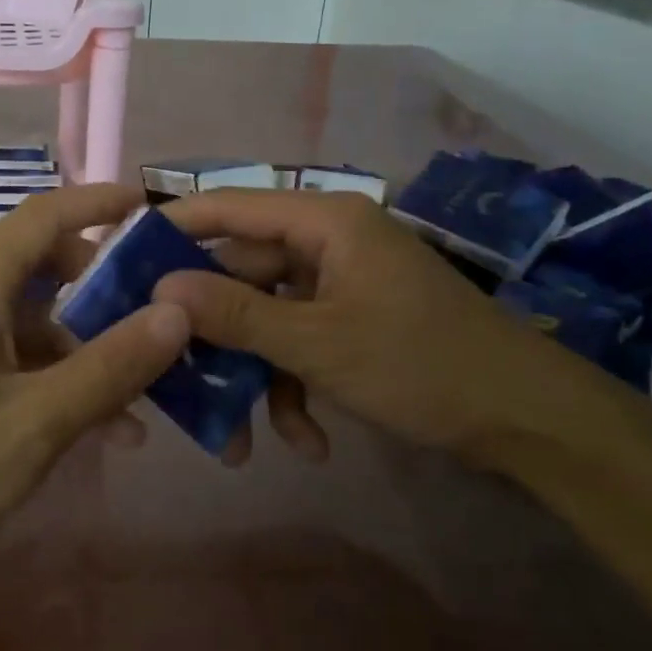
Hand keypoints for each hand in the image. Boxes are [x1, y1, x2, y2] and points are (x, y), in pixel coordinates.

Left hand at [0, 184, 189, 616]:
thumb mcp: (36, 422)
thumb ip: (111, 366)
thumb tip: (177, 312)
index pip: (48, 214)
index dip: (102, 203)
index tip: (155, 209)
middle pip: (46, 265)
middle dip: (107, 290)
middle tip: (162, 320)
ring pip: (33, 317)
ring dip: (86, 347)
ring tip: (143, 397)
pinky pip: (10, 354)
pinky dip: (54, 376)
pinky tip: (96, 428)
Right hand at [154, 191, 634, 464]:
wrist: (528, 420)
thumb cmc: (421, 364)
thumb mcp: (318, 342)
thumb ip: (237, 313)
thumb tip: (161, 288)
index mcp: (323, 223)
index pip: (228, 208)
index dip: (173, 230)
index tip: (123, 262)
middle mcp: (326, 243)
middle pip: (242, 276)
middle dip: (214, 336)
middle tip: (169, 374)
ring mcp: (340, 285)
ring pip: (268, 320)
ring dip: (255, 378)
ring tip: (241, 442)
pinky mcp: (352, 322)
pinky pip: (301, 344)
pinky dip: (295, 389)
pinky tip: (307, 441)